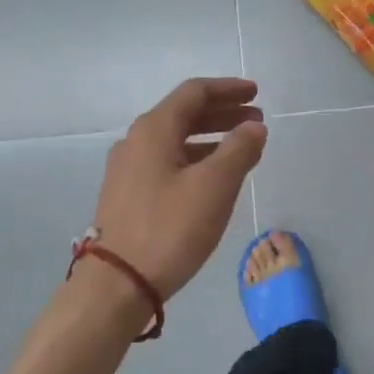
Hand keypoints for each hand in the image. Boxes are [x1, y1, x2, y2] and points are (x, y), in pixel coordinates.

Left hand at [93, 78, 266, 300]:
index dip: (228, 89)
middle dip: (223, 114)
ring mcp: (128, 169)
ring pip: (176, 140)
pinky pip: (167, 162)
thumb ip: (239, 150)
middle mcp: (136, 141)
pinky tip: (213, 178)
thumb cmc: (169, 228)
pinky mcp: (128, 194)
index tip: (256, 94)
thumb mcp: (214, 186)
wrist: (117, 283)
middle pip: (184, 114)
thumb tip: (254, 127)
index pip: (194, 93)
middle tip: (256, 121)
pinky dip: (195, 159)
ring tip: (243, 149)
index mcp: (154, 129)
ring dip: (211, 138)